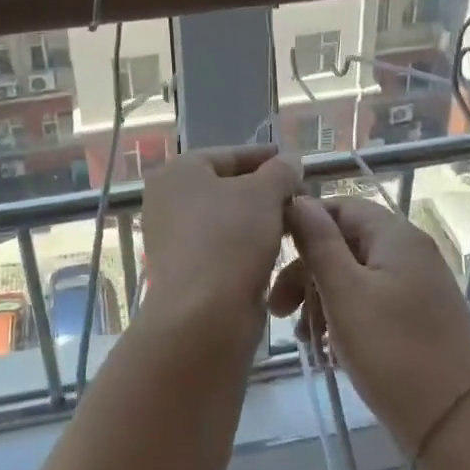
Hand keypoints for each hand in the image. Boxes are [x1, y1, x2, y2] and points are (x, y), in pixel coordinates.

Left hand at [141, 145, 301, 335]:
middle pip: (227, 186)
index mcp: (178, 171)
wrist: (203, 314)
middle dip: (265, 190)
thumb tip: (290, 161)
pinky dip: (249, 245)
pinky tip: (277, 249)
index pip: (229, 154)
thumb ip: (280, 171)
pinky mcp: (186, 270)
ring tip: (297, 222)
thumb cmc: (230, 238)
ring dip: (260, 219)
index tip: (296, 163)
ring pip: (227, 219)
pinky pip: (224, 247)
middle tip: (301, 195)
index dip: (265, 157)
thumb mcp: (264, 193)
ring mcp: (174, 237)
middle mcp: (168, 200)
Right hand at [271, 197, 469, 454]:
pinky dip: (345, 315)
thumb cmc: (391, 351)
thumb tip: (298, 199)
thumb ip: (318, 242)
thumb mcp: (344, 292)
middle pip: (345, 243)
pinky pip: (372, 301)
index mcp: (396, 235)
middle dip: (307, 272)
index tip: (272, 256)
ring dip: (321, 298)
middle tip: (277, 310)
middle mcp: (411, 251)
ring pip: (355, 275)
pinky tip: (327, 347)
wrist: (453, 424)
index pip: (340, 207)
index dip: (303, 225)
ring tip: (303, 337)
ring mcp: (419, 285)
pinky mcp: (419, 316)